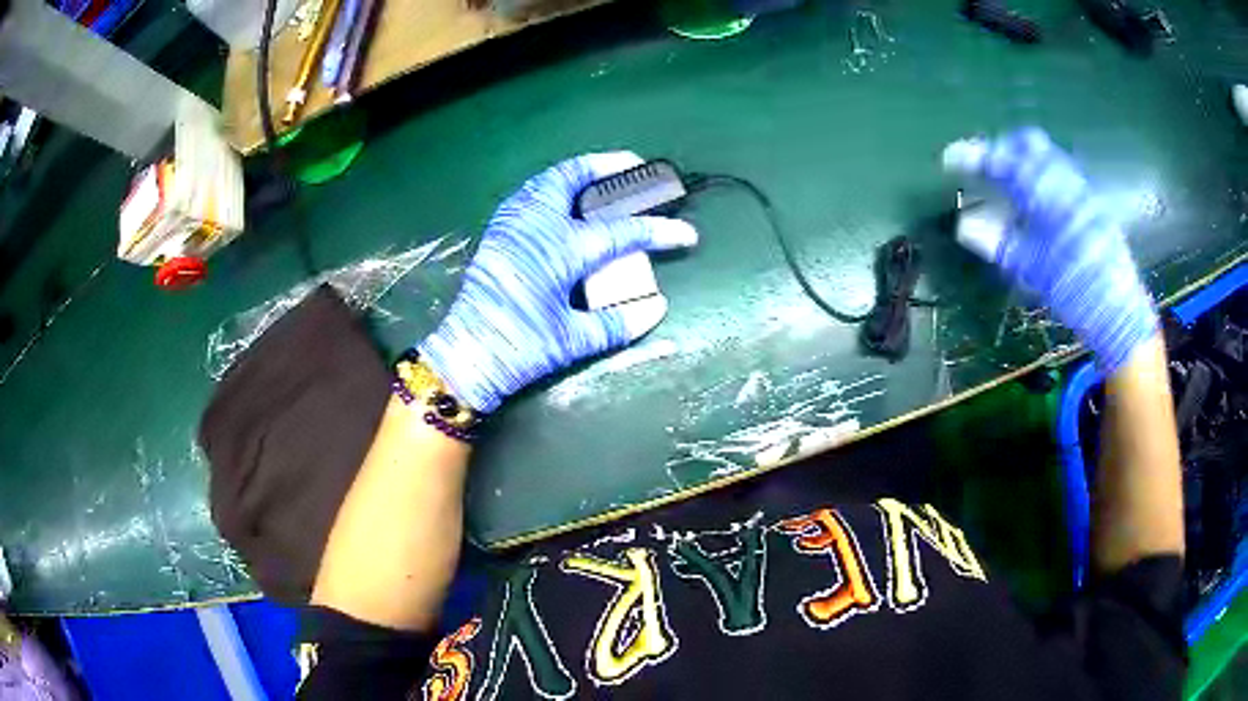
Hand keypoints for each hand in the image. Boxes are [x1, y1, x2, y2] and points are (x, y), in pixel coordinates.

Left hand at [417, 153, 697, 412]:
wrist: (465, 356)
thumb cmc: (519, 349)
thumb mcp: (572, 341)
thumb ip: (617, 323)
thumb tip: (656, 307)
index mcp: (560, 250)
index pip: (622, 232)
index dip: (660, 231)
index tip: (687, 234)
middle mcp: (536, 225)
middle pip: (576, 177)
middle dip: (610, 165)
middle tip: (638, 165)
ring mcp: (513, 223)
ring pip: (549, 179)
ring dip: (580, 171)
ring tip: (604, 174)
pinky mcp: (499, 231)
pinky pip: (531, 192)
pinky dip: (555, 185)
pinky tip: (566, 199)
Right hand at [943, 127, 1156, 373]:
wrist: (1121, 312)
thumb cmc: (1076, 293)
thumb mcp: (1034, 272)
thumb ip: (999, 243)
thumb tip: (964, 226)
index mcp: (1049, 195)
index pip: (1005, 161)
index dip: (976, 156)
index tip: (951, 159)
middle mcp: (1067, 181)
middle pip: (1029, 144)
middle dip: (1002, 148)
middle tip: (983, 166)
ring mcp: (1083, 189)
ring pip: (1047, 155)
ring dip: (1022, 160)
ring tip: (1005, 180)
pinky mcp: (1092, 202)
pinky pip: (1061, 171)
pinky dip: (1040, 174)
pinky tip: (1034, 198)